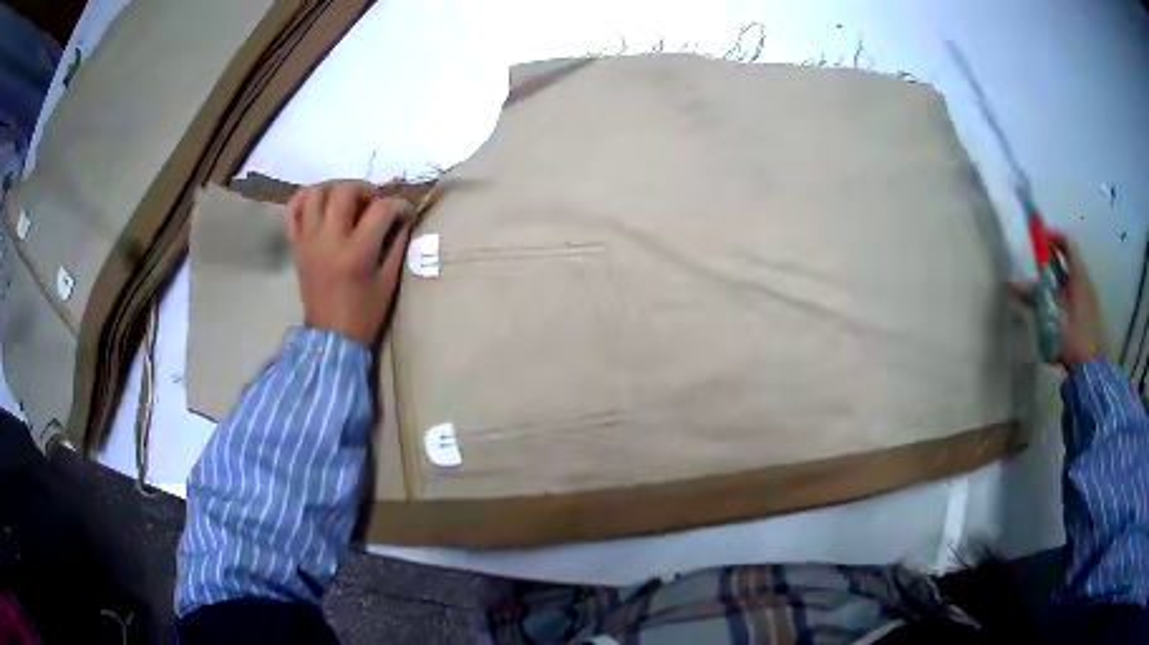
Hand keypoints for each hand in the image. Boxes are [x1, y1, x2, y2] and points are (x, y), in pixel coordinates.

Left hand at [284, 180, 412, 344]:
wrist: (331, 336)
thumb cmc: (364, 313)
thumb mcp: (388, 281)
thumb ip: (396, 244)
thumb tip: (402, 217)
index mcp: (356, 252)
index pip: (380, 209)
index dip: (398, 205)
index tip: (403, 213)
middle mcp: (329, 240)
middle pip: (344, 190)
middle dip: (365, 189)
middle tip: (372, 203)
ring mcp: (308, 240)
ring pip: (316, 192)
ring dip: (335, 189)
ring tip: (346, 201)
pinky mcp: (296, 245)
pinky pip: (293, 209)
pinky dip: (306, 198)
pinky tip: (320, 204)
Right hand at [1011, 231, 1103, 366]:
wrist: (1090, 370)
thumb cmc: (1073, 339)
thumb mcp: (1052, 318)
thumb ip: (1033, 298)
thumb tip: (1011, 284)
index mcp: (1079, 276)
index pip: (1067, 244)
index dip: (1053, 236)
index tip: (1038, 238)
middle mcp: (1085, 281)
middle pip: (1069, 259)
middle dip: (1052, 256)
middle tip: (1036, 261)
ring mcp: (1088, 298)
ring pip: (1070, 276)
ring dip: (1056, 275)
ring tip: (1041, 284)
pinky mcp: (1087, 313)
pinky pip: (1073, 291)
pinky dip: (1062, 289)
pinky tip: (1053, 304)